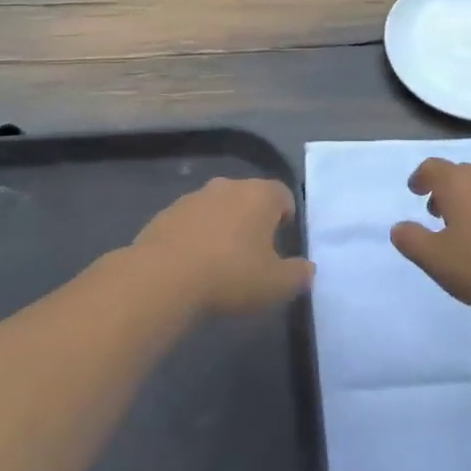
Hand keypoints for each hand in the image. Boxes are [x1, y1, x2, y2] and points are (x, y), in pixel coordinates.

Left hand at [133, 178, 313, 315]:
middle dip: (254, 221)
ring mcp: (194, 197)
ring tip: (220, 264)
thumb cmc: (230, 275)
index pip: (283, 194)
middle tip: (253, 256)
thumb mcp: (276, 285)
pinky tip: (192, 266)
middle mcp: (228, 186)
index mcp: (260, 195)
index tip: (281, 245)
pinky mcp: (166, 213)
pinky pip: (191, 222)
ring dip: (223, 228)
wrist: (162, 278)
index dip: (286, 217)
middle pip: (250, 198)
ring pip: (218, 208)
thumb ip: (299, 275)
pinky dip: (196, 237)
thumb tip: (307, 269)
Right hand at [390, 159, 470, 321]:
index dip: (420, 177)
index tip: (414, 190)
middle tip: (435, 212)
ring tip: (463, 227)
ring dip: (468, 199)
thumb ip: (411, 240)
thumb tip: (398, 227)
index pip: (432, 168)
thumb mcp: (436, 260)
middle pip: (458, 173)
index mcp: (458, 183)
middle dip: (444, 189)